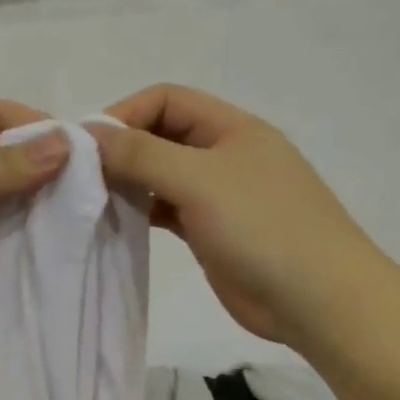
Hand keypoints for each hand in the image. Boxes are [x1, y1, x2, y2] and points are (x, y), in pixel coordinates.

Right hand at [90, 85, 375, 344]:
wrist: (317, 300)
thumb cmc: (263, 228)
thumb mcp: (199, 180)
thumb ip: (142, 155)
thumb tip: (88, 134)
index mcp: (232, 128)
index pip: (167, 100)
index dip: (124, 115)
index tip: (87, 147)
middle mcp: (225, 155)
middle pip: (162, 136)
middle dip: (123, 150)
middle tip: (82, 178)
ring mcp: (220, 197)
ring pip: (163, 176)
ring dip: (130, 183)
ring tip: (93, 202)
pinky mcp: (212, 233)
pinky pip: (168, 211)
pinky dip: (143, 212)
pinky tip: (119, 224)